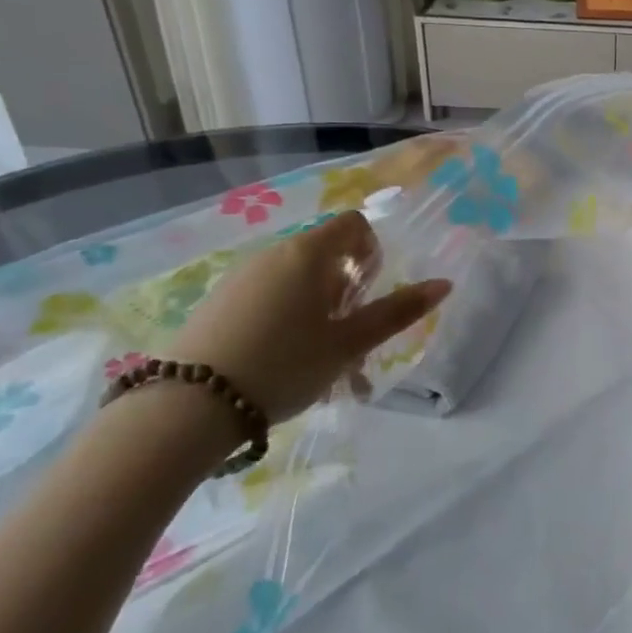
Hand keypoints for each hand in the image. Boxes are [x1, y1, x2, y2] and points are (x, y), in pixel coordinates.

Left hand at [170, 212, 450, 423]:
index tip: (370, 294)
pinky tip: (284, 364)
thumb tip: (444, 284)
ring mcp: (241, 278)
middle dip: (349, 292)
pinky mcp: (217, 303)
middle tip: (351, 337)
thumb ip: (397, 311)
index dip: (372, 253)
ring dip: (321, 313)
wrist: (187, 406)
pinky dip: (288, 321)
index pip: (354, 225)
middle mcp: (273, 254)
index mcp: (309, 254)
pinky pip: (268, 299)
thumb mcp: (349, 343)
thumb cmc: (285, 365)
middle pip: (326, 256)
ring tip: (323, 363)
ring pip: (297, 283)